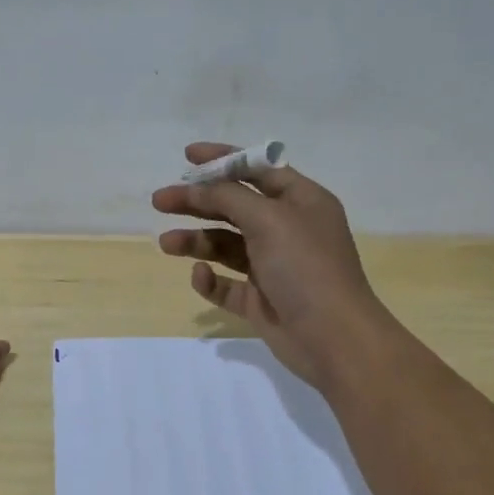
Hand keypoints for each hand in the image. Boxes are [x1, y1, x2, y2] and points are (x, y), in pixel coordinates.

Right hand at [152, 142, 396, 391]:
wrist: (333, 338)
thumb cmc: (306, 267)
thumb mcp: (269, 219)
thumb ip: (229, 197)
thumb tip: (200, 186)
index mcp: (301, 201)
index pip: (258, 170)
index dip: (223, 159)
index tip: (187, 156)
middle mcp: (287, 229)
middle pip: (234, 207)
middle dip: (198, 202)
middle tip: (160, 200)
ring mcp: (273, 267)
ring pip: (226, 245)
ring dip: (196, 240)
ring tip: (166, 244)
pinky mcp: (260, 300)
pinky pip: (227, 284)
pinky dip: (211, 279)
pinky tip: (200, 277)